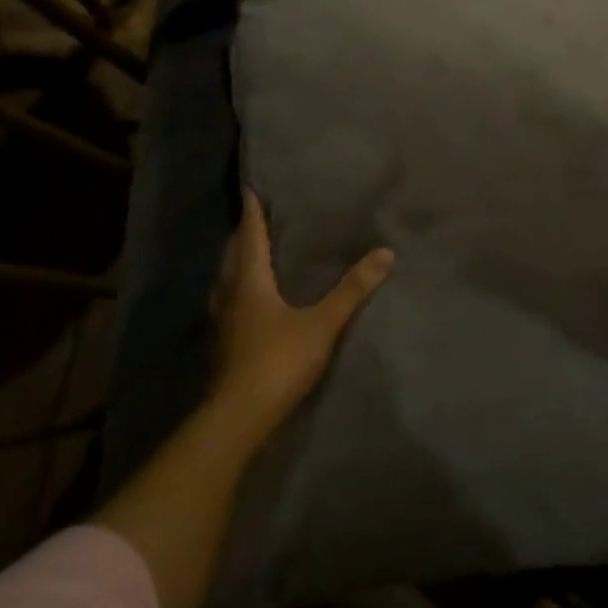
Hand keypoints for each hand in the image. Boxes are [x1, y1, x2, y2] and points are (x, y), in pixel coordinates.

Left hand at [206, 189, 393, 453]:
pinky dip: (236, 292)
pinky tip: (246, 303)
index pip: (251, 238)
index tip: (250, 190)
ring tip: (248, 256)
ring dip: (235, 265)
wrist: (238, 417)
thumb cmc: (278, 361)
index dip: (253, 214)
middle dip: (242, 236)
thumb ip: (353, 289)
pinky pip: (227, 306)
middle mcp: (229, 297)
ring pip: (224, 283)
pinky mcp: (222, 347)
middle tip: (253, 219)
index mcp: (250, 283)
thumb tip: (385, 252)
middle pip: (232, 258)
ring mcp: (222, 324)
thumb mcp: (323, 323)